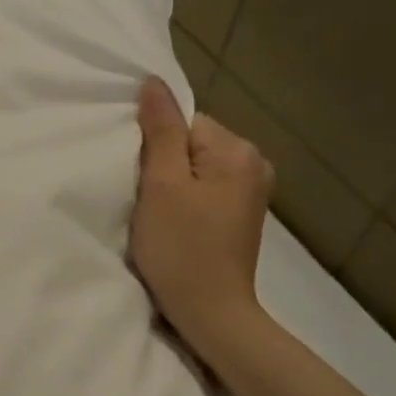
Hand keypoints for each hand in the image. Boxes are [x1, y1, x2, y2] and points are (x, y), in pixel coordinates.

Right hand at [130, 77, 274, 355]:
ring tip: (158, 213)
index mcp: (237, 151)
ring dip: (171, 183)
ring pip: (195, 167)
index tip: (142, 179)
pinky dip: (184, 199)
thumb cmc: (181, 247)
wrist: (210, 312)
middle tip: (146, 197)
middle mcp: (254, 164)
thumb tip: (154, 82)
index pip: (184, 122)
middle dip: (164, 163)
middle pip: (191, 142)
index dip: (155, 146)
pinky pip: (204, 188)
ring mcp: (251, 191)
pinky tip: (174, 223)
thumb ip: (159, 130)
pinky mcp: (241, 214)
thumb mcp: (162, 185)